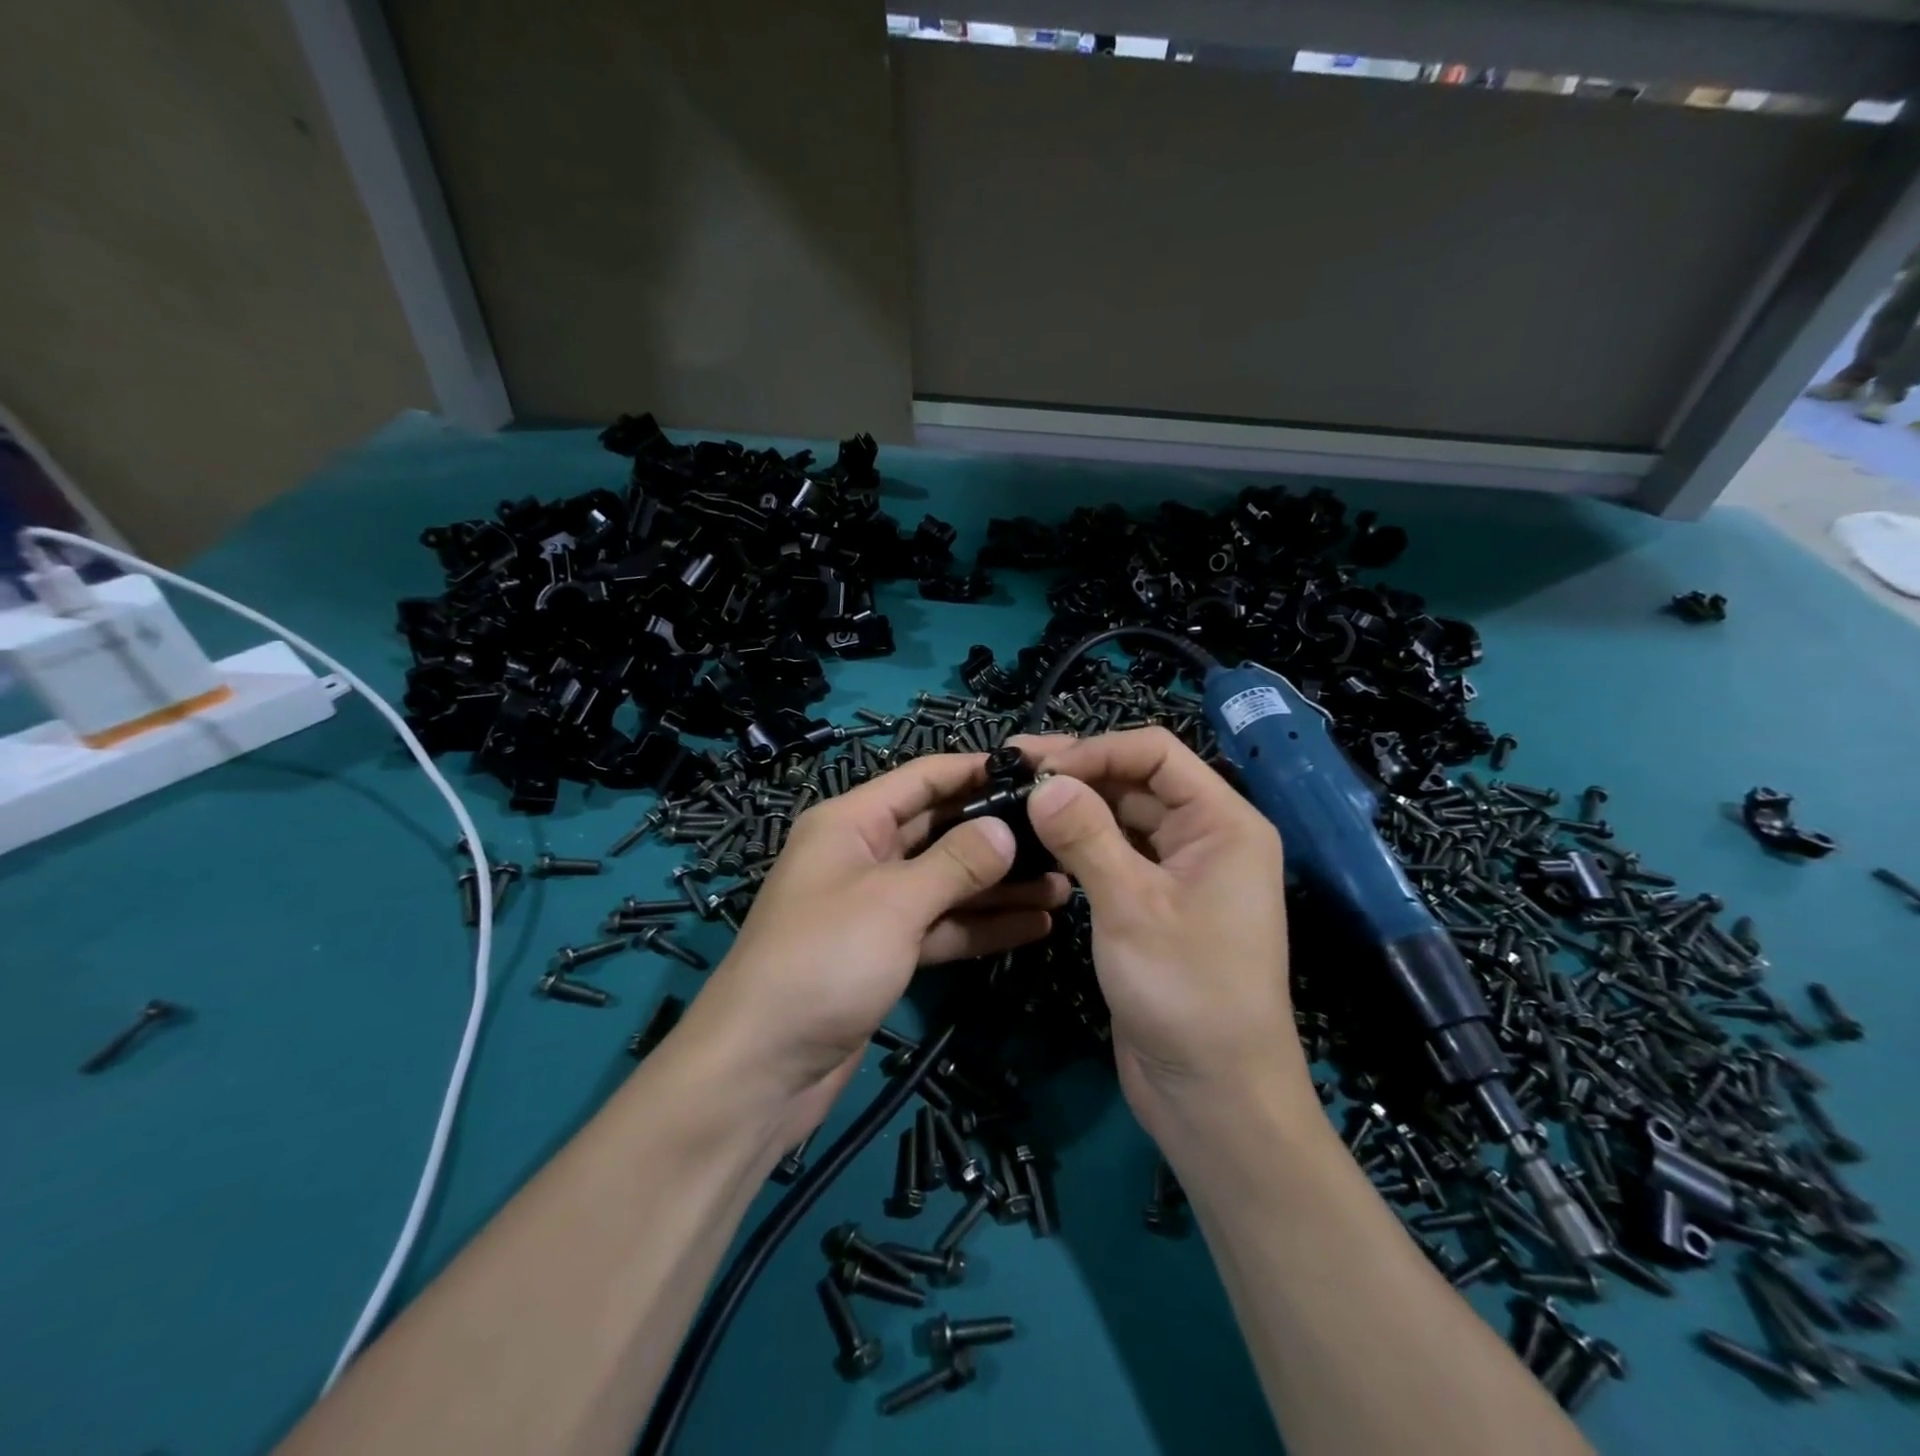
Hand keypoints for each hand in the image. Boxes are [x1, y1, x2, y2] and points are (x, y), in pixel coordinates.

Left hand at [682, 753, 1068, 1137]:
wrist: (762, 1068)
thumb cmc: (824, 961)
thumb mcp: (894, 902)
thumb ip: (956, 861)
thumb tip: (1005, 829)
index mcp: (851, 822)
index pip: (922, 778)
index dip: (975, 770)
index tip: (1035, 771)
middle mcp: (863, 855)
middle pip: (940, 829)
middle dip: (997, 833)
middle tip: (1061, 836)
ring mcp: (876, 906)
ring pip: (947, 882)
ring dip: (999, 885)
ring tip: (1062, 885)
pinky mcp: (886, 952)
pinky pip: (942, 926)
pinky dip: (981, 925)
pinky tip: (1034, 926)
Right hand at [1014, 728, 1312, 1132]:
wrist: (1213, 1097)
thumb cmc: (1186, 994)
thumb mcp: (1131, 907)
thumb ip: (1085, 835)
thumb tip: (1043, 780)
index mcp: (1224, 823)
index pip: (1157, 754)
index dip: (1097, 749)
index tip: (1038, 767)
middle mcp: (1206, 837)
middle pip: (1137, 781)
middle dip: (1079, 774)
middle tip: (1012, 773)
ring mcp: (1180, 872)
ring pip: (1123, 818)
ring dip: (1075, 807)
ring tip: (1015, 801)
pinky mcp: (1155, 903)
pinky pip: (1116, 854)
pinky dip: (1080, 844)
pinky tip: (1039, 841)